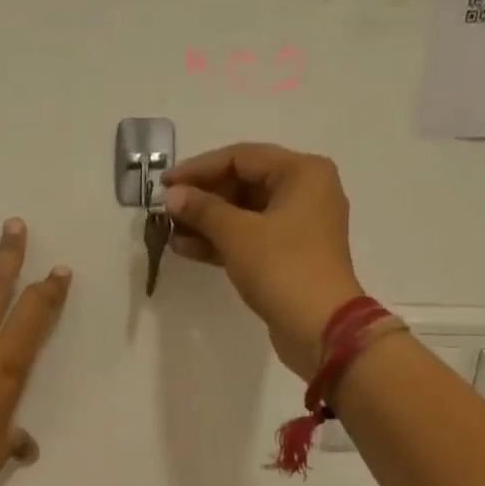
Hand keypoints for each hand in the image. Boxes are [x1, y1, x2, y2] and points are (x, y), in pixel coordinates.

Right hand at [163, 143, 365, 377]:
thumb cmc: (282, 269)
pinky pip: (249, 237)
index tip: (164, 184)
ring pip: (244, 213)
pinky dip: (220, 241)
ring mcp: (298, 226)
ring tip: (169, 231)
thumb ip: (202, 209)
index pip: (241, 158)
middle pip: (243, 183)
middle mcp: (305, 191)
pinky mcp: (288, 255)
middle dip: (202, 198)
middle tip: (166, 211)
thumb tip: (172, 195)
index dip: (198, 169)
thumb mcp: (237, 234)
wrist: (320, 328)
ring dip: (206, 222)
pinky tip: (186, 248)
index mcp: (301, 172)